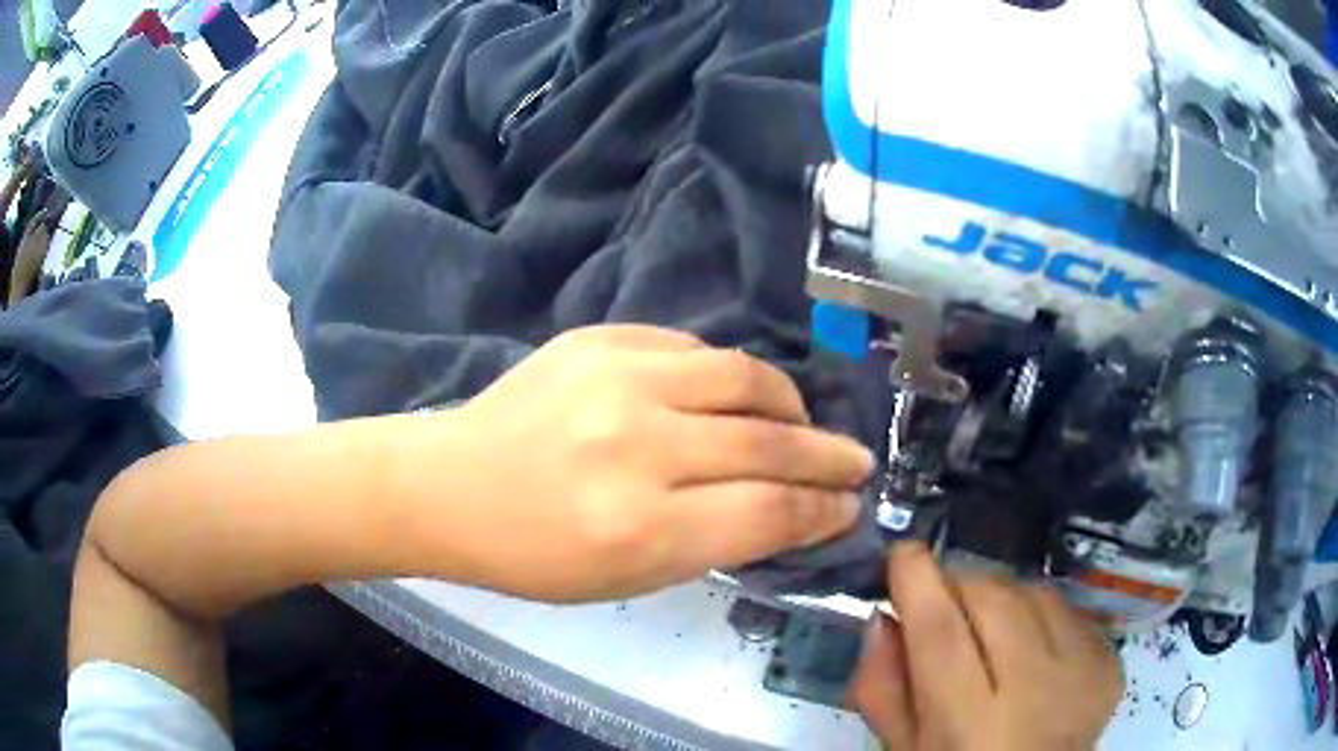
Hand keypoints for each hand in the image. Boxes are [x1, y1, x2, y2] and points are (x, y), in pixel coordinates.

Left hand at [403, 325, 873, 601]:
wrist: (452, 485)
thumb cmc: (536, 554)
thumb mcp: (630, 578)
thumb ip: (716, 541)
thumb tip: (790, 508)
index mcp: (640, 527)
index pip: (767, 512)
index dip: (821, 510)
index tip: (848, 506)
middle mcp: (635, 445)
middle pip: (766, 442)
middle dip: (826, 457)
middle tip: (857, 461)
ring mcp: (614, 379)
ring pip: (742, 377)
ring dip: (789, 403)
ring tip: (802, 421)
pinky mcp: (597, 339)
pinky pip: (692, 348)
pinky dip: (726, 376)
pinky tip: (732, 396)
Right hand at [853, 544, 1123, 749]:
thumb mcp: (904, 748)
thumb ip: (884, 688)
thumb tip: (882, 616)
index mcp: (969, 728)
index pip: (941, 633)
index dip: (918, 581)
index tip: (902, 553)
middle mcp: (1035, 694)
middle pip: (995, 599)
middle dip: (959, 585)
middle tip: (941, 602)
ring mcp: (1083, 673)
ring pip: (1035, 594)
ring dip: (1002, 598)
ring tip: (988, 630)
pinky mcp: (1109, 662)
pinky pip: (1068, 610)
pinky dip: (1039, 614)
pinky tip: (1028, 647)